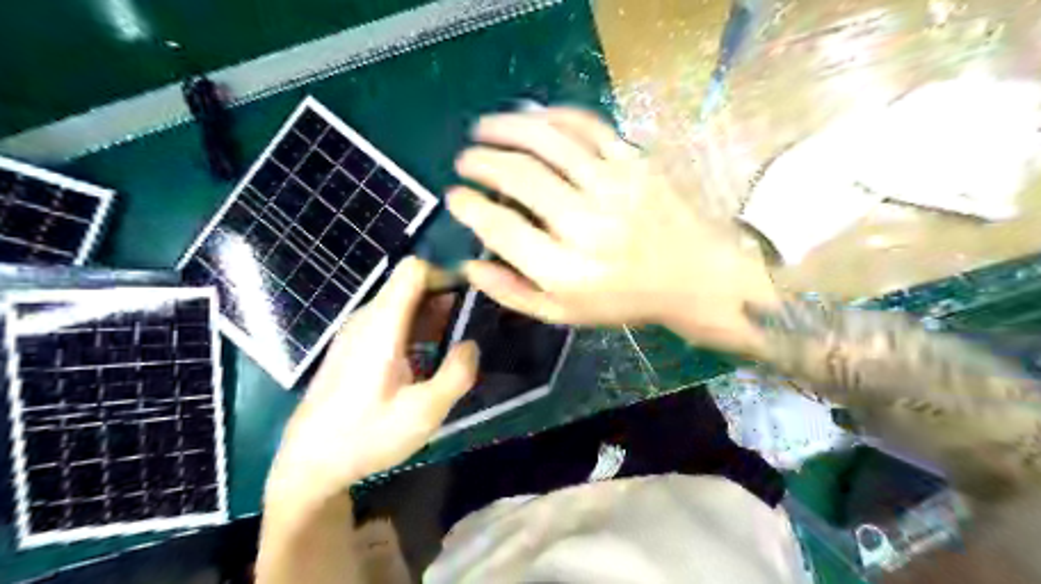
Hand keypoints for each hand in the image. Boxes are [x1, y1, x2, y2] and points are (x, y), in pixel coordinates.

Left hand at [268, 259, 479, 507]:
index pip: (413, 270)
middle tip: (466, 329)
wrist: (310, 462)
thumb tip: (470, 344)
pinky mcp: (352, 346)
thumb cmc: (367, 436)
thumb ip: (457, 373)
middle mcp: (366, 318)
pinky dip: (414, 329)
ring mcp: (356, 331)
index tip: (468, 300)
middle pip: (409, 285)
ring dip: (430, 316)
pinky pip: (389, 321)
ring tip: (450, 347)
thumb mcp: (425, 412)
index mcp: (382, 325)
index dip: (445, 276)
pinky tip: (424, 362)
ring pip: (400, 304)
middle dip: (443, 298)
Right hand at [444, 108, 775, 352]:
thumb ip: (513, 293)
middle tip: (465, 160)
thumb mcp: (564, 315)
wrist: (696, 276)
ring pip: (548, 141)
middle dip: (481, 162)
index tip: (455, 196)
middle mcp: (587, 225)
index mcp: (566, 271)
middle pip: (519, 177)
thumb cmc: (625, 300)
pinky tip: (534, 118)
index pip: (502, 228)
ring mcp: (614, 186)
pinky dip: (553, 116)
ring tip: (484, 128)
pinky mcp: (636, 162)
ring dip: (507, 127)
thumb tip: (469, 265)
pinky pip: (587, 126)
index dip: (470, 207)